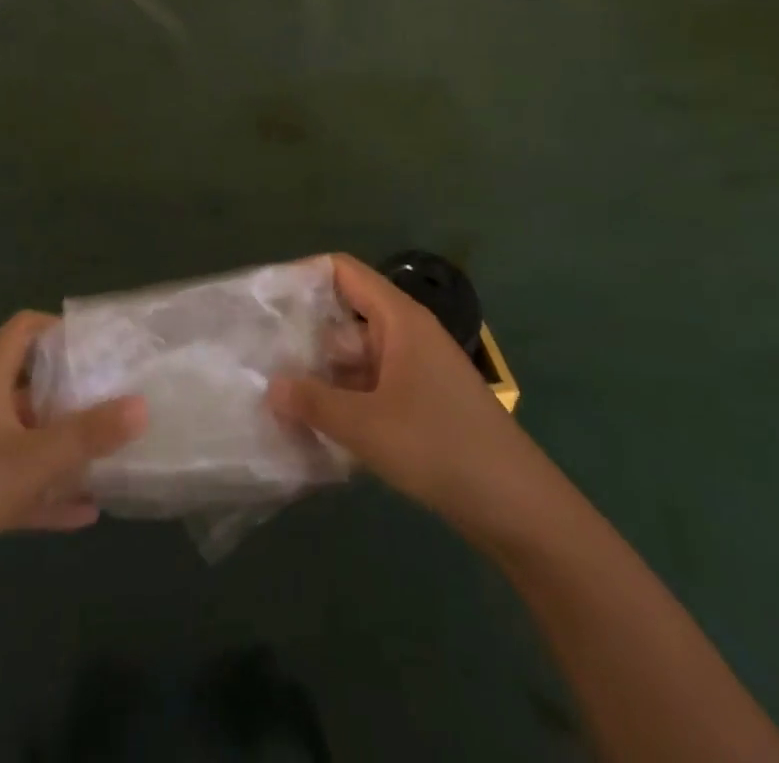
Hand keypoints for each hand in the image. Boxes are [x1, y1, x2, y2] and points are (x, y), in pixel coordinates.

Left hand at [0, 311, 145, 620]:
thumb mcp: (31, 460)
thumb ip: (88, 434)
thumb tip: (143, 404)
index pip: (22, 330)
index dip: (58, 328)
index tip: (99, 344)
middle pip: (29, 384)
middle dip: (71, 391)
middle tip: (116, 397)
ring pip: (26, 438)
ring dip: (62, 445)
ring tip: (109, 451)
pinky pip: (17, 487)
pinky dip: (48, 495)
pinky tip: (86, 513)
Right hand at [267, 254, 528, 528]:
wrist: (518, 506)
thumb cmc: (440, 447)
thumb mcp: (367, 425)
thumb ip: (314, 403)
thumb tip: (271, 386)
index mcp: (398, 318)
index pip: (343, 271)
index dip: (304, 275)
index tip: (266, 298)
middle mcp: (406, 333)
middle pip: (345, 314)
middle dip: (305, 333)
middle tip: (260, 353)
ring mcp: (414, 368)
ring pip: (356, 355)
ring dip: (322, 372)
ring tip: (276, 391)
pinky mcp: (420, 401)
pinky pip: (371, 385)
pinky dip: (344, 397)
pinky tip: (314, 423)